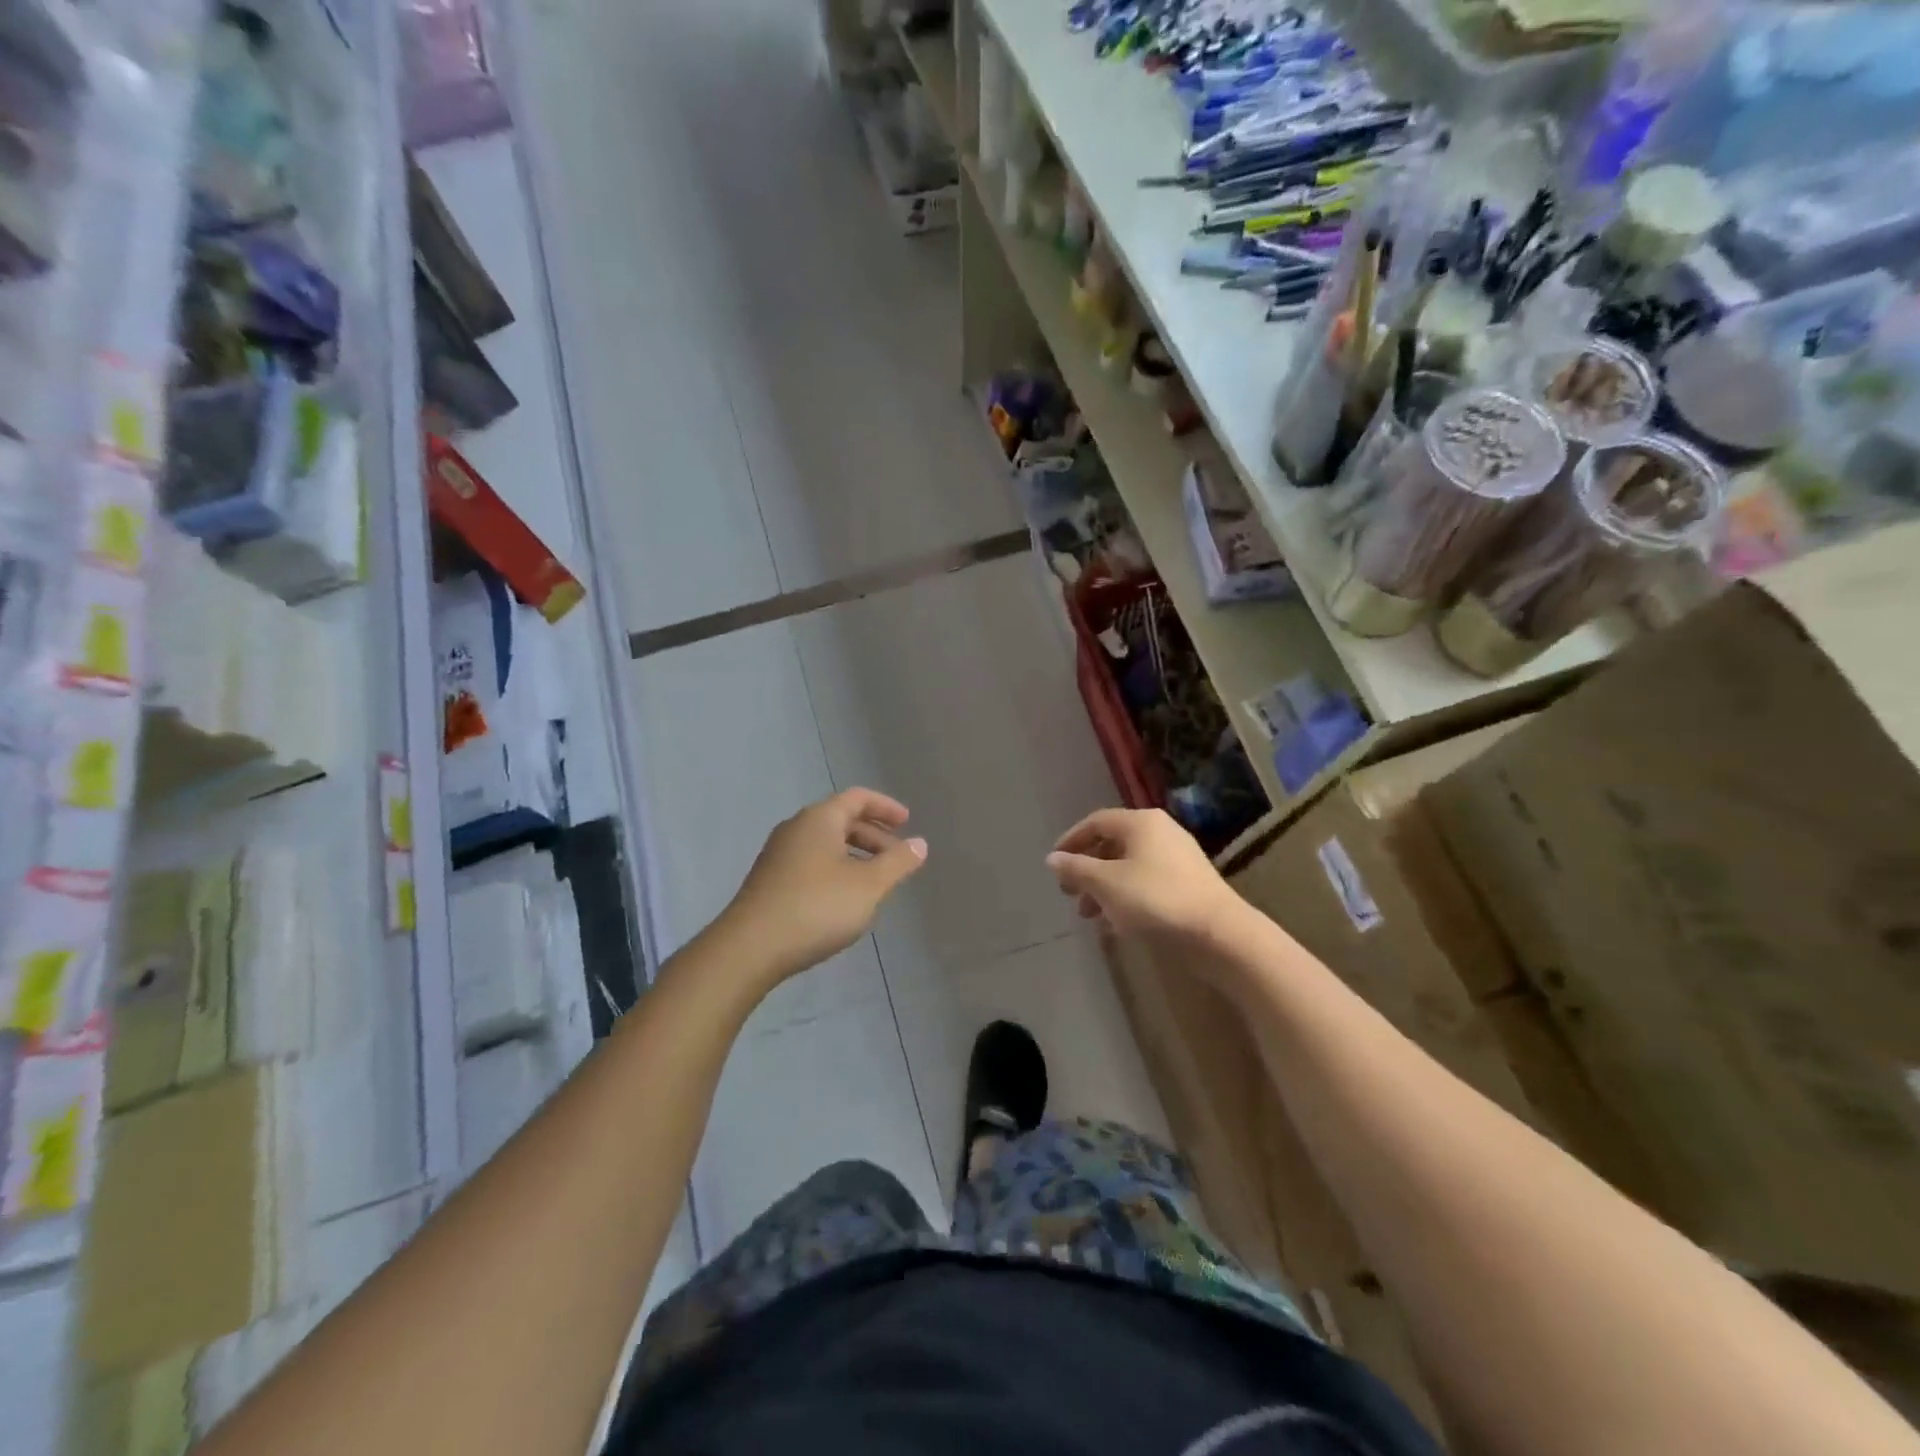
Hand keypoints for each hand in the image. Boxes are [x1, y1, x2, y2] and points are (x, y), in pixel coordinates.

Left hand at [720, 788, 927, 982]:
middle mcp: (796, 828)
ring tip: (875, 882)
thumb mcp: (868, 886)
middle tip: (897, 858)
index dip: (885, 807)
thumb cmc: (817, 907)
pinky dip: (835, 869)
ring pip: (826, 843)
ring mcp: (778, 855)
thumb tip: (920, 843)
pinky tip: (844, 899)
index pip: (858, 798)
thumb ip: (898, 862)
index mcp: (819, 819)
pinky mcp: (769, 880)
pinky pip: (811, 862)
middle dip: (873, 835)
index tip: (907, 822)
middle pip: (841, 819)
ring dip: (855, 855)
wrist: (750, 948)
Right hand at [1046, 808, 1240, 942]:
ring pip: (1129, 866)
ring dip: (1104, 887)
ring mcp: (1178, 857)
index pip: (1096, 822)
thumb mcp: (1106, 884)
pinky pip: (1147, 881)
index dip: (1071, 840)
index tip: (1054, 864)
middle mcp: (1161, 831)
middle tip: (1069, 894)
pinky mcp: (1189, 882)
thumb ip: (1076, 869)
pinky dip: (1126, 896)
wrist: (1219, 933)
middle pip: (1113, 844)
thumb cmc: (1156, 900)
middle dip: (1086, 869)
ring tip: (1089, 915)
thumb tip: (1052, 858)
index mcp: (1140, 822)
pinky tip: (1117, 923)